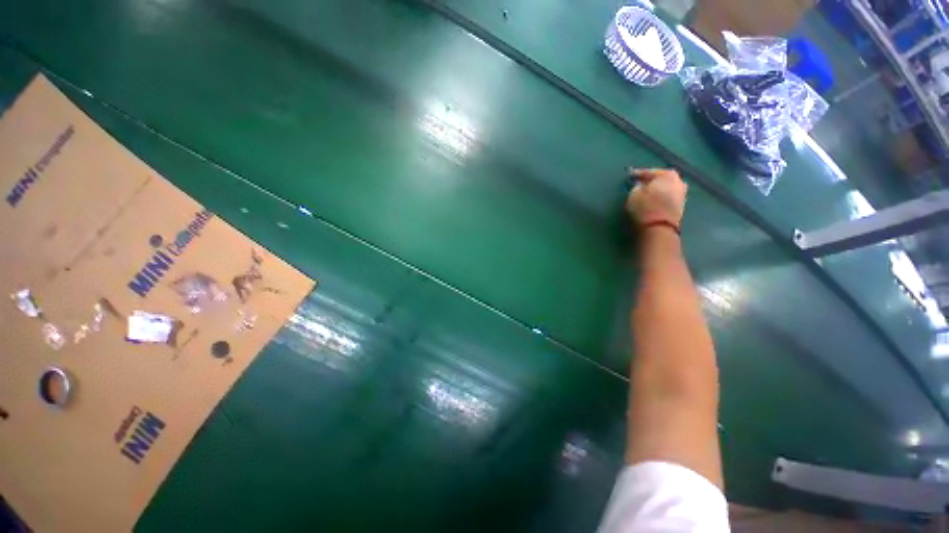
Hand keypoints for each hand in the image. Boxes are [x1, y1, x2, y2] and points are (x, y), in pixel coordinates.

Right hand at [625, 168, 686, 226]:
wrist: (659, 228)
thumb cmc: (645, 207)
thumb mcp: (634, 194)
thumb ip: (637, 187)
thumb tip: (640, 186)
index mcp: (667, 174)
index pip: (648, 172)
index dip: (636, 174)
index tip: (629, 176)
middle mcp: (679, 181)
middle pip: (661, 179)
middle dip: (650, 182)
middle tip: (639, 184)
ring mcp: (682, 194)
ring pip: (666, 188)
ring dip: (657, 190)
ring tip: (646, 194)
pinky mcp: (681, 207)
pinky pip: (667, 197)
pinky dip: (661, 198)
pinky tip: (653, 201)